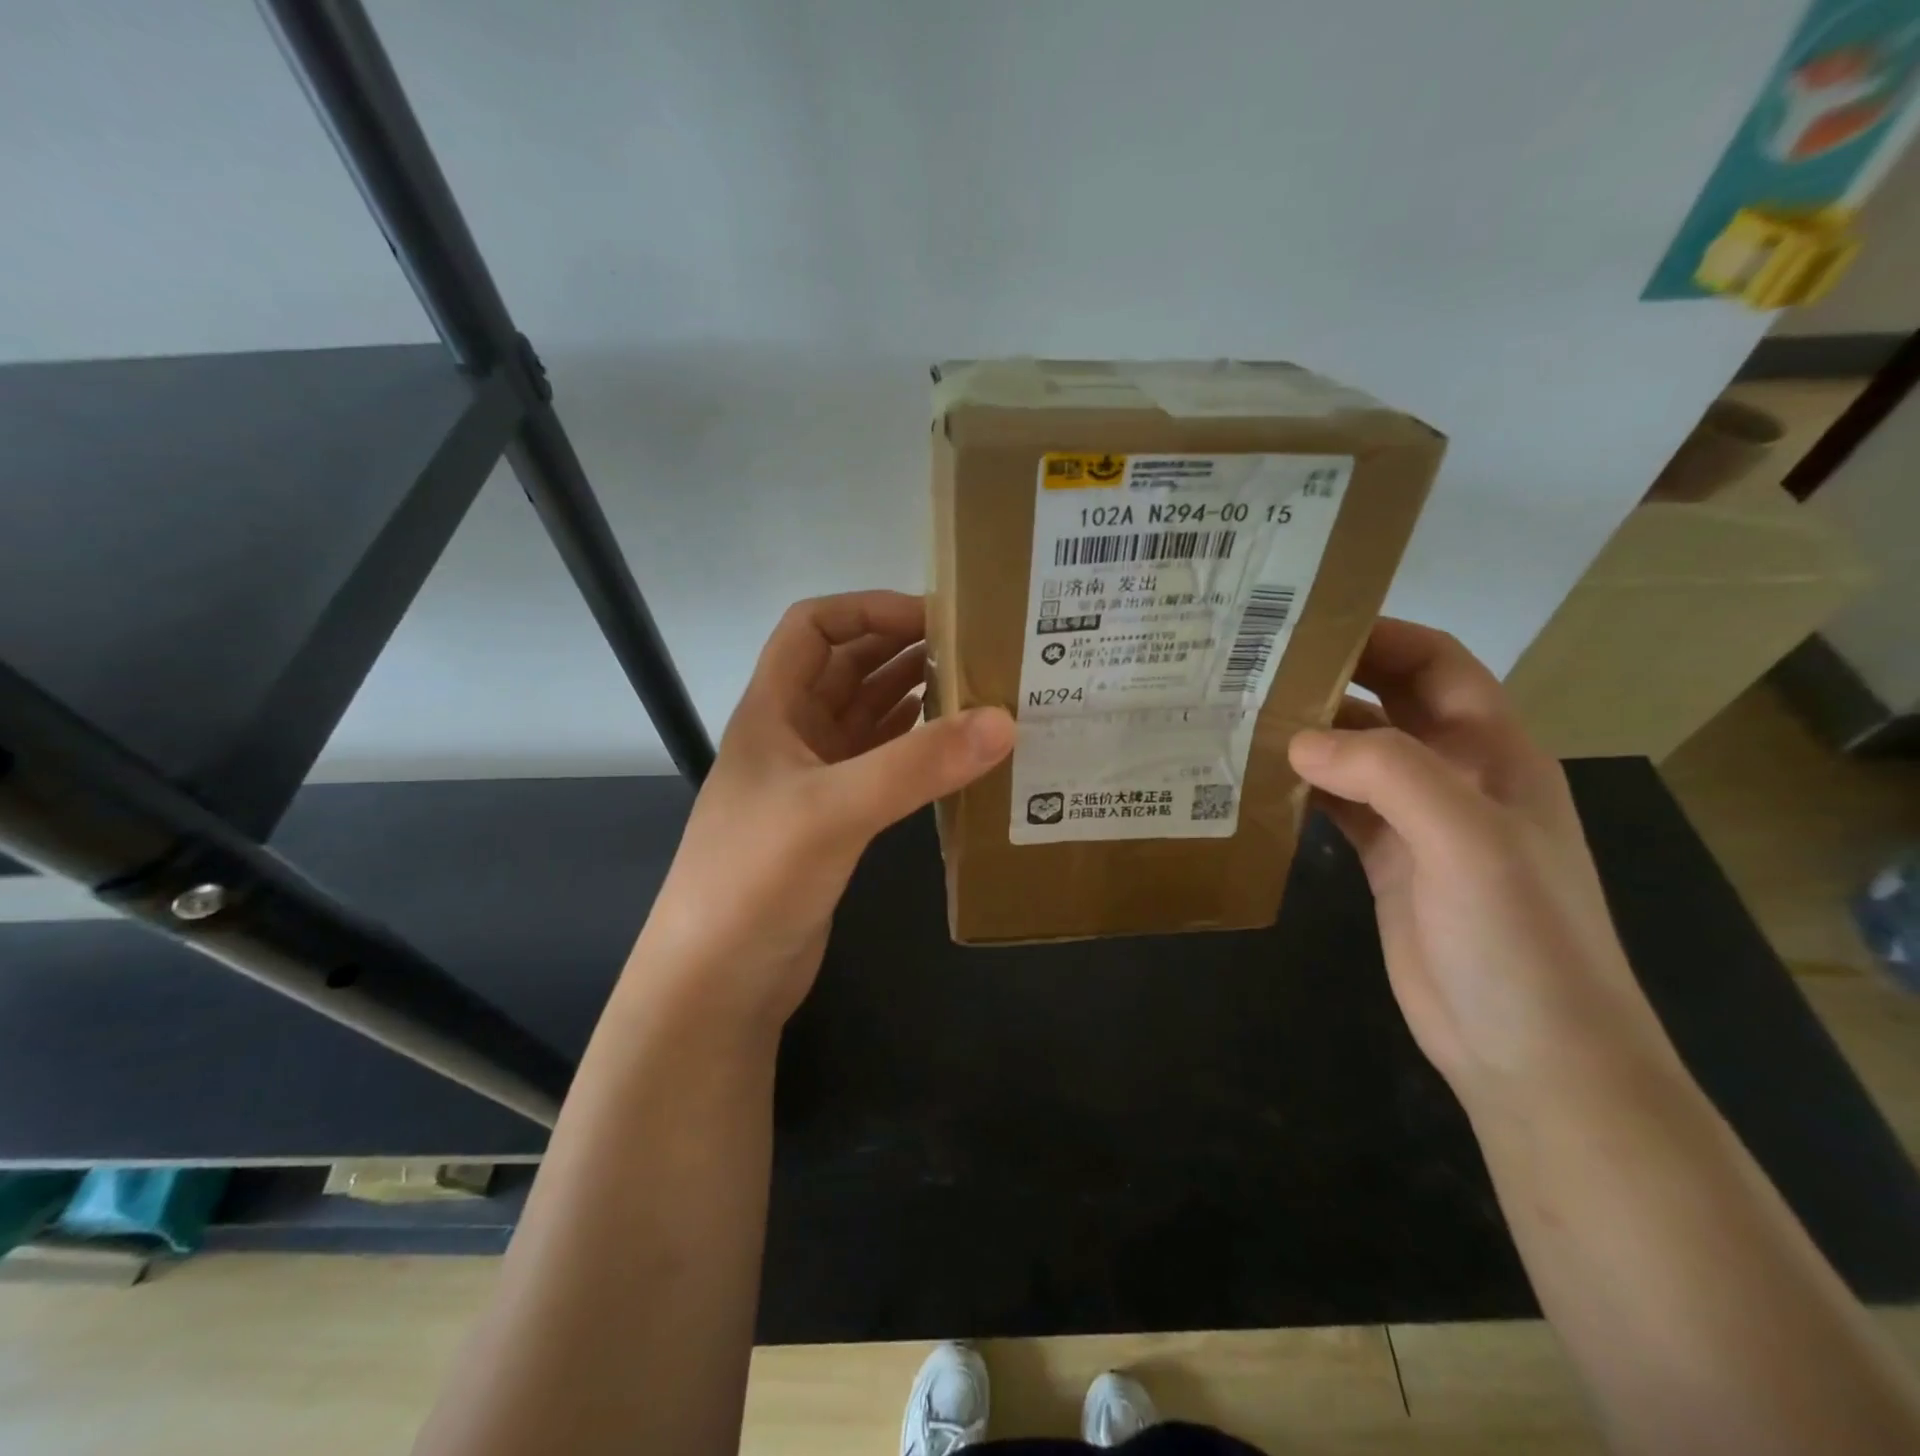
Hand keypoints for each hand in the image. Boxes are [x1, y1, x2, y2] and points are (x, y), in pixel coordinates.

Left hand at [632, 591, 1013, 1029]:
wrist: (717, 980)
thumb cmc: (755, 878)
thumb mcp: (835, 810)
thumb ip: (918, 765)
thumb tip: (1004, 721)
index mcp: (773, 710)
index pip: (813, 627)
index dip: (869, 609)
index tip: (936, 617)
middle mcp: (792, 735)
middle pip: (848, 667)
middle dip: (903, 648)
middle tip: (975, 649)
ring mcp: (813, 781)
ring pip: (867, 717)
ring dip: (914, 697)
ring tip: (978, 690)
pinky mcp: (833, 822)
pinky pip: (880, 765)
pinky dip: (915, 749)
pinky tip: (955, 749)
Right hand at [1287, 619, 1678, 1103]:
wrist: (1531, 1055)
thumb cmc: (1520, 939)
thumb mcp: (1469, 842)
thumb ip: (1388, 775)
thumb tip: (1297, 741)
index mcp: (1494, 752)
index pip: (1437, 665)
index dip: (1382, 636)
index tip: (1306, 625)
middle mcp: (1456, 777)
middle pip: (1389, 705)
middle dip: (1331, 680)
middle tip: (1253, 669)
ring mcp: (1420, 824)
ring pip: (1356, 758)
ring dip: (1308, 738)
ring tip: (1240, 720)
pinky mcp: (1388, 863)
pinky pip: (1339, 807)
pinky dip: (1301, 790)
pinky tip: (1257, 784)